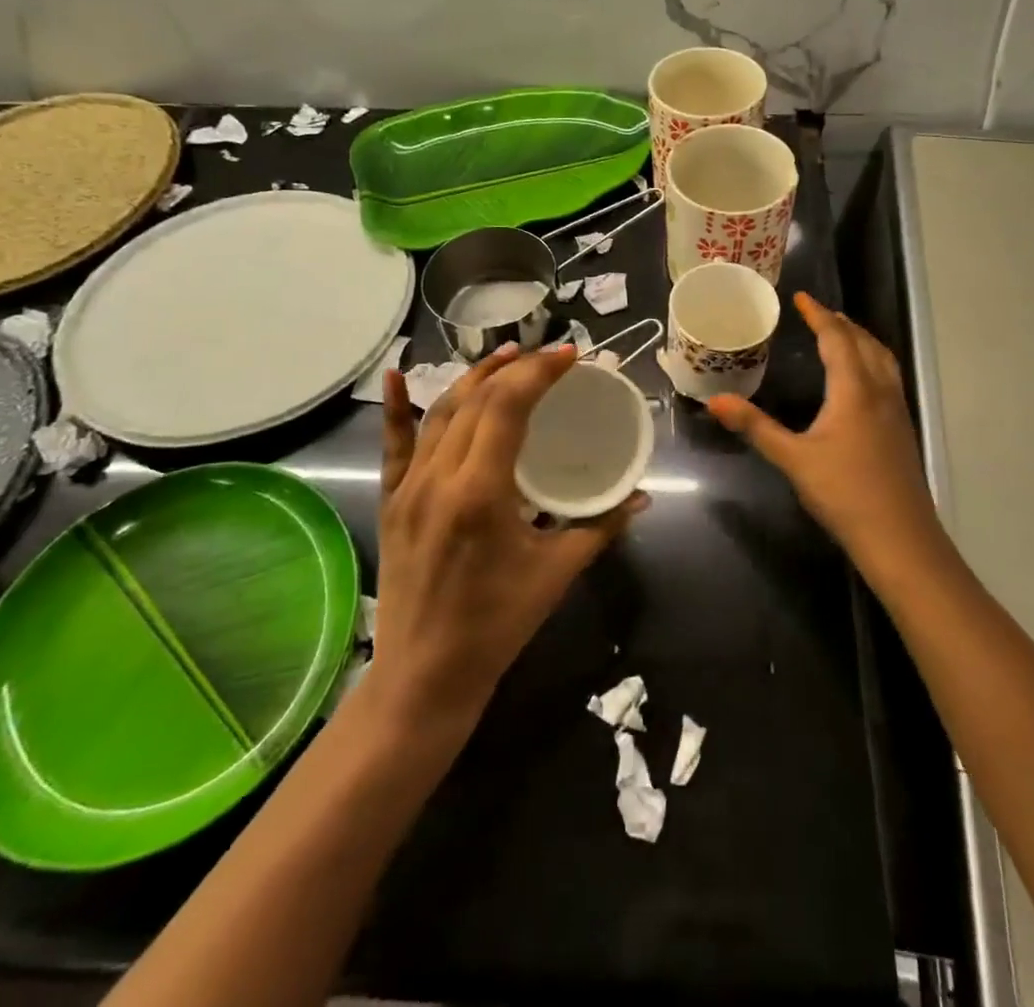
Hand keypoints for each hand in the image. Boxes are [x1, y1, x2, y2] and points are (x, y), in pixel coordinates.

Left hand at [375, 345, 646, 727]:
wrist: (425, 676)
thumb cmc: (497, 625)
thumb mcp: (557, 573)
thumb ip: (601, 526)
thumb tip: (642, 496)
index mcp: (480, 492)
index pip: (507, 406)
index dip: (539, 372)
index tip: (569, 356)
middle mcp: (439, 477)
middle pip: (476, 400)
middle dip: (515, 369)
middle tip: (548, 358)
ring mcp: (408, 487)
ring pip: (439, 412)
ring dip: (474, 377)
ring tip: (506, 356)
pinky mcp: (391, 500)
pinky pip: (393, 445)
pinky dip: (394, 406)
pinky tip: (394, 373)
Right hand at [708, 293, 941, 572]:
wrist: (900, 537)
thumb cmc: (844, 494)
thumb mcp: (793, 459)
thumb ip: (755, 427)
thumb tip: (714, 401)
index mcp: (854, 390)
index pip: (837, 338)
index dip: (818, 314)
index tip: (801, 297)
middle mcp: (880, 390)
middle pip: (864, 342)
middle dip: (841, 322)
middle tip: (817, 312)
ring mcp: (896, 409)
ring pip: (882, 358)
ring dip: (861, 338)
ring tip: (841, 334)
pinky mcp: (902, 428)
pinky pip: (889, 376)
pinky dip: (872, 360)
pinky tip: (861, 380)